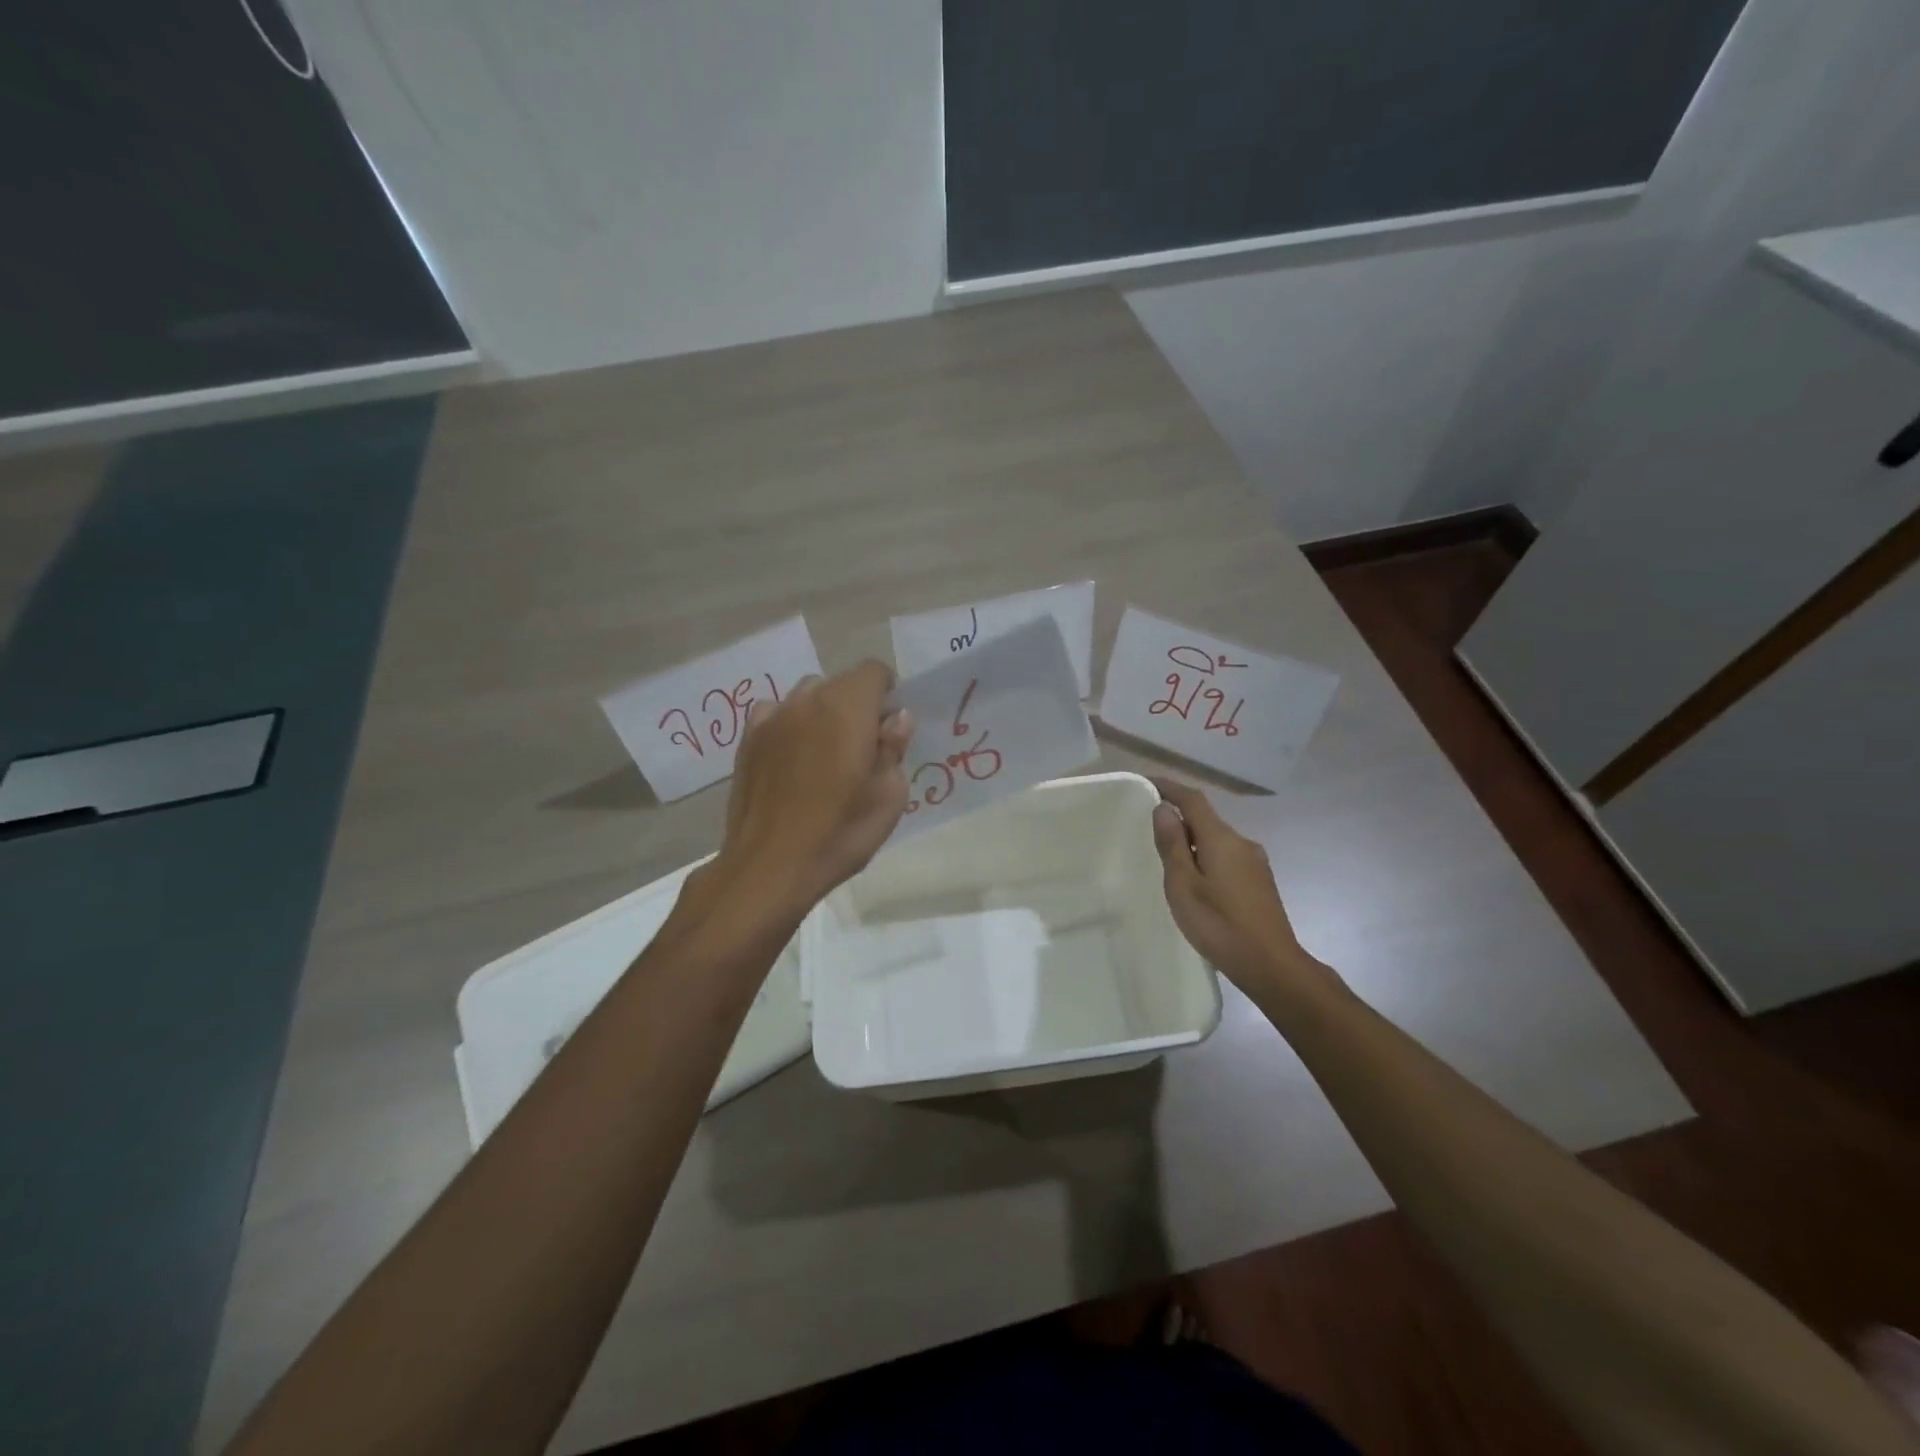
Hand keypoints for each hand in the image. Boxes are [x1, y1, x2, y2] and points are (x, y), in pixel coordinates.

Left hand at [711, 660, 912, 911]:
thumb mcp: (889, 796)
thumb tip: (895, 718)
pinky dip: (790, 725)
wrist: (770, 866)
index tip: (890, 727)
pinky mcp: (747, 740)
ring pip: (807, 697)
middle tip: (863, 749)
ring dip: (822, 714)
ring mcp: (772, 718)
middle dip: (857, 705)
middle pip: (840, 683)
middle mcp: (807, 700)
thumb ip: (894, 748)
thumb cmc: (841, 832)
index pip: (874, 671)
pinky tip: (792, 759)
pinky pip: (776, 714)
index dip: (888, 692)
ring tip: (825, 755)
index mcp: (847, 707)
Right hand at [1150, 776, 1320, 990]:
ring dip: (1193, 842)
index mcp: (1221, 839)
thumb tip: (1164, 809)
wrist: (1272, 965)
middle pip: (1206, 819)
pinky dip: (1207, 858)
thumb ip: (1172, 845)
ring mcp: (1255, 862)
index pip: (1193, 799)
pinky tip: (1198, 884)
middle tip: (1151, 833)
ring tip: (1171, 864)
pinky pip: (1227, 856)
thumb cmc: (1219, 925)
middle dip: (1179, 819)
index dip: (1169, 787)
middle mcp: (1242, 842)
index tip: (1147, 783)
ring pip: (1217, 840)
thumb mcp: (1183, 885)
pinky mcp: (1260, 881)